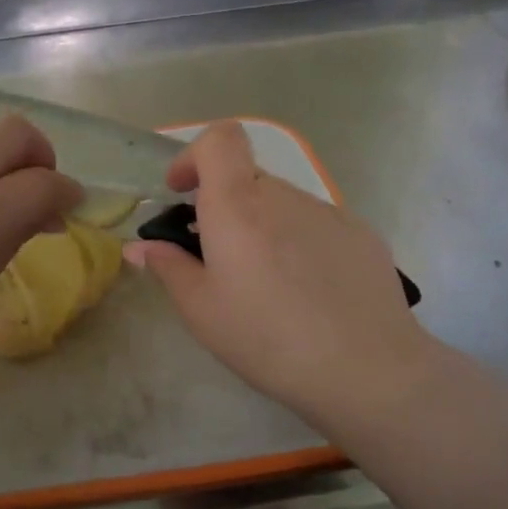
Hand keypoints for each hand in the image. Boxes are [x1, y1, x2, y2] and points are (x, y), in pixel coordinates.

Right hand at [124, 121, 440, 434]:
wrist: (366, 369)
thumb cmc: (267, 338)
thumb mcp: (201, 310)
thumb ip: (168, 268)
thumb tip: (140, 247)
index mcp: (238, 205)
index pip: (219, 139)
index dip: (194, 155)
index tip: (182, 192)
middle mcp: (283, 196)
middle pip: (246, 179)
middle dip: (225, 207)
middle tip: (219, 259)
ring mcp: (328, 212)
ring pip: (281, 205)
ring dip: (263, 228)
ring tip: (268, 285)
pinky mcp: (361, 234)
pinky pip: (316, 224)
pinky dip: (299, 243)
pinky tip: (309, 292)